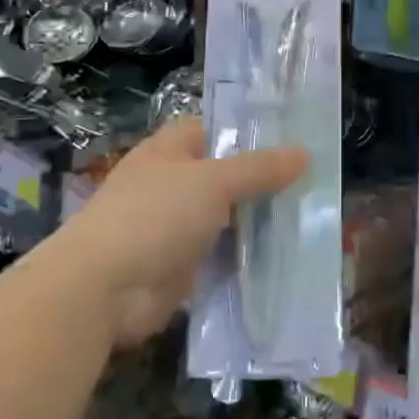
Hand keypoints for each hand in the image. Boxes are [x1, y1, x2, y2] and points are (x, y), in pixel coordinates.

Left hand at [56, 118, 307, 345]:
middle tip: (315, 180)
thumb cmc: (154, 215)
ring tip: (310, 217)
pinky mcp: (182, 266)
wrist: (103, 289)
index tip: (295, 137)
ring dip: (258, 221)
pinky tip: (285, 255)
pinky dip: (247, 256)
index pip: (216, 129)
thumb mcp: (213, 182)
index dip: (251, 131)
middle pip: (226, 175)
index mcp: (169, 150)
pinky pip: (223, 255)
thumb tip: (304, 153)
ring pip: (228, 217)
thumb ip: (259, 169)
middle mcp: (172, 183)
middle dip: (264, 180)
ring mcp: (176, 227)